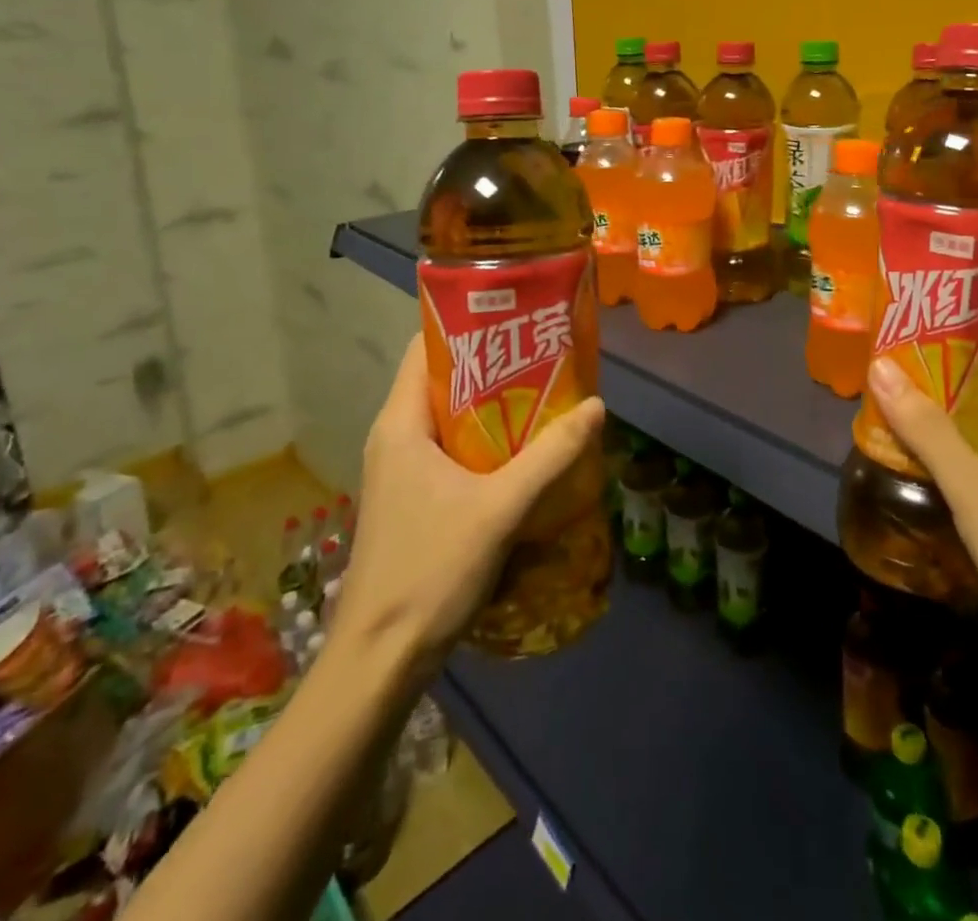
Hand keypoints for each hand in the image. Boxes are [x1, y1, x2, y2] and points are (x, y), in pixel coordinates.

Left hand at [334, 335, 604, 661]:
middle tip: (547, 355)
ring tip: (548, 394)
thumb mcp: (499, 508)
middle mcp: (396, 437)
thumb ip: (550, 455)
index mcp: (401, 423)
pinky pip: (454, 449)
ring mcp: (403, 470)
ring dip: (496, 406)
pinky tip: (528, 450)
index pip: (427, 347)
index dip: (469, 324)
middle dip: (495, 364)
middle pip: (445, 379)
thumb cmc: (430, 571)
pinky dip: (488, 440)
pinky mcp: (415, 497)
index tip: (518, 317)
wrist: (380, 660)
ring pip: (452, 417)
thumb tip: (597, 406)